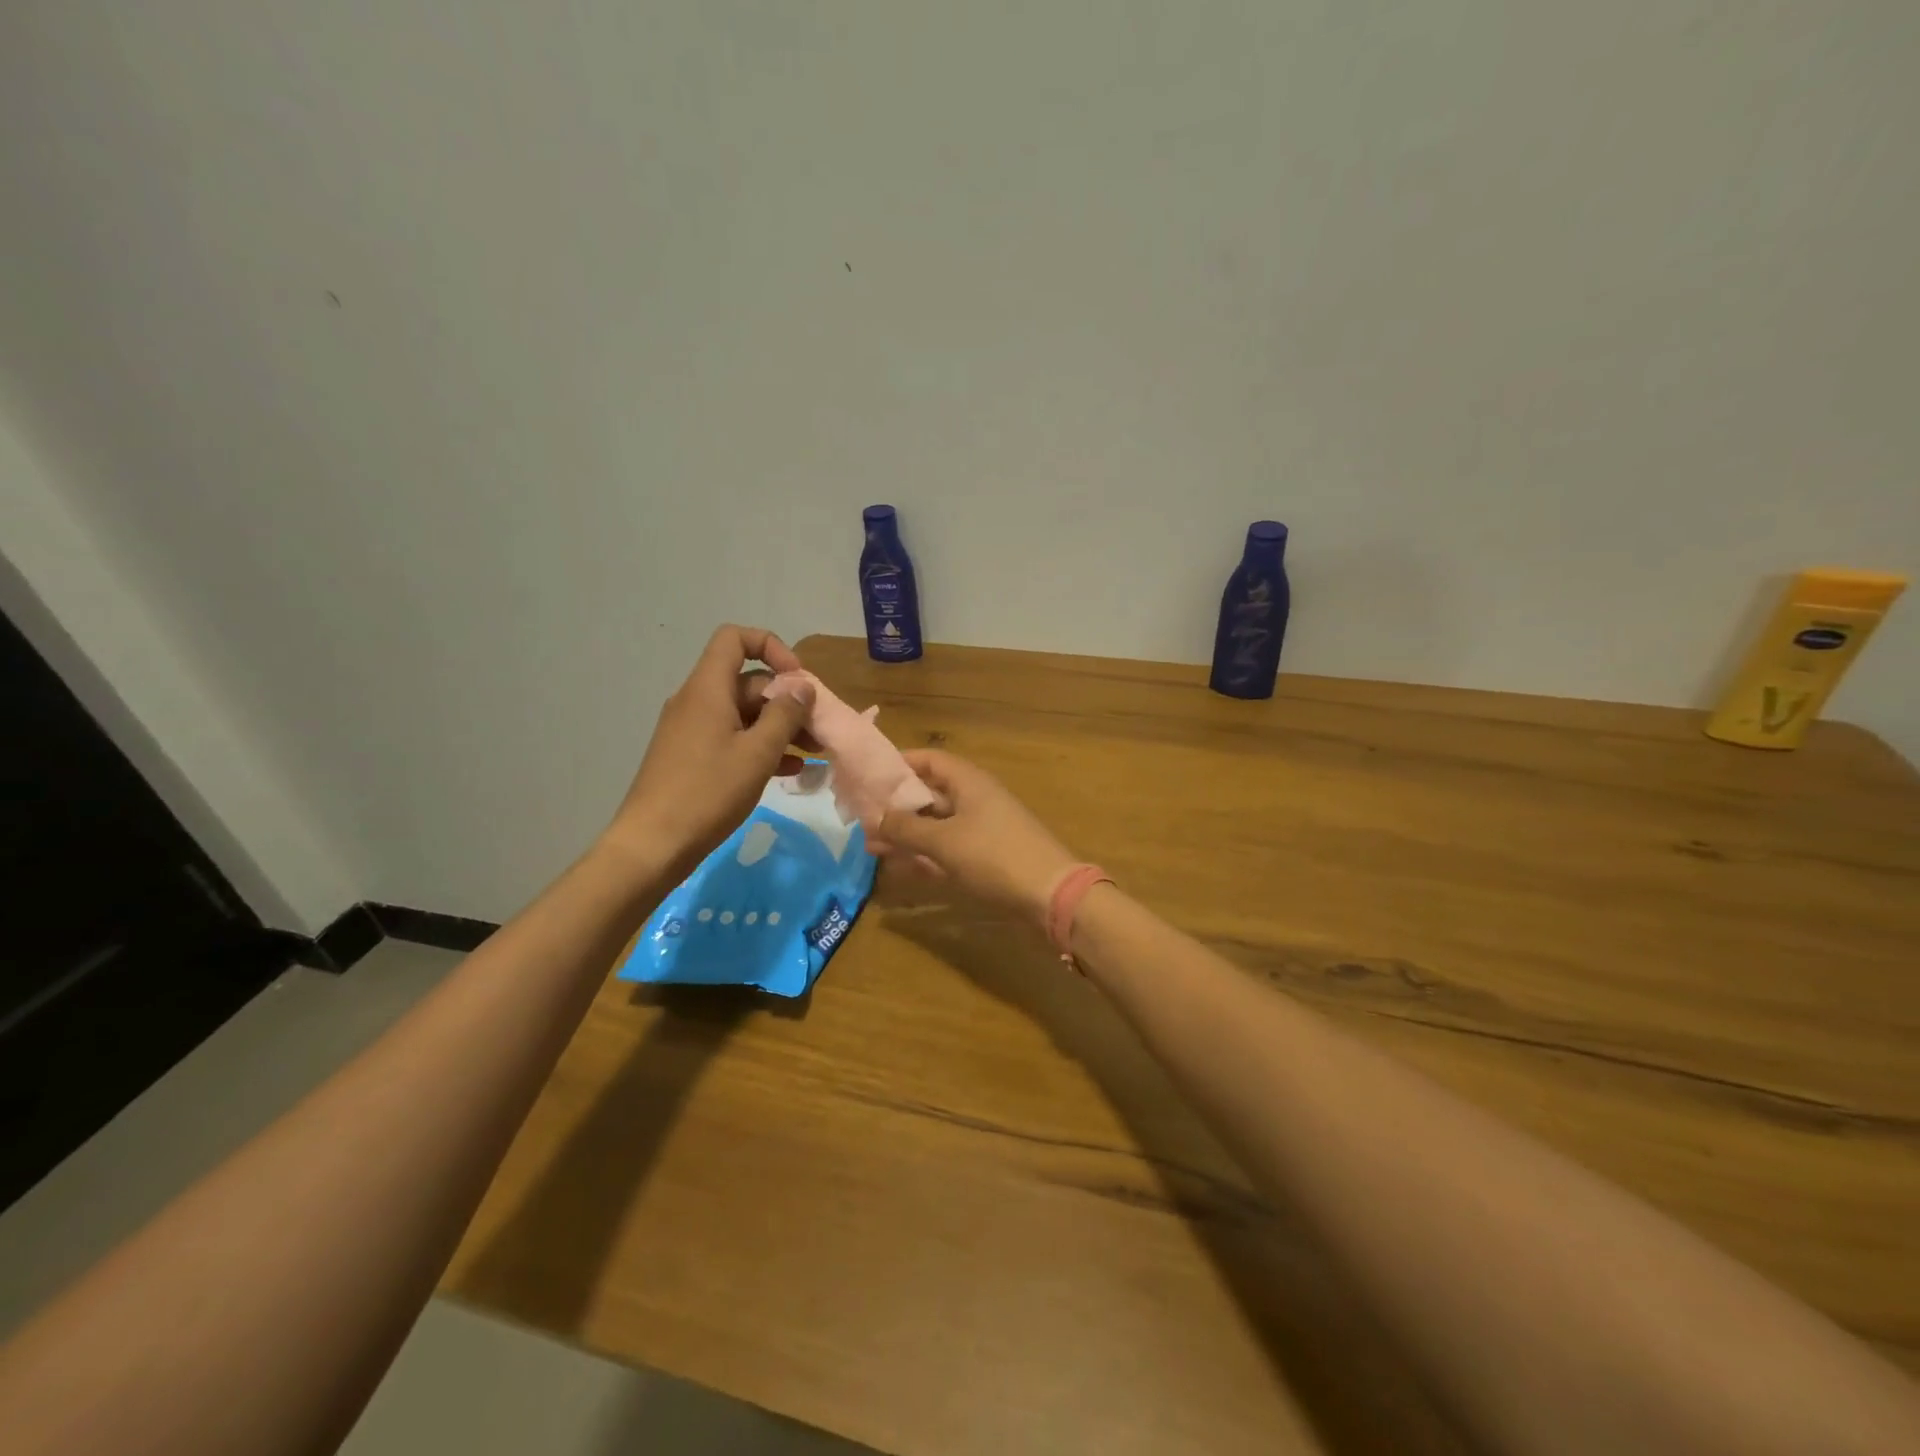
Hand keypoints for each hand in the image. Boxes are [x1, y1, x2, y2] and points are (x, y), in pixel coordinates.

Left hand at [605, 626, 816, 879]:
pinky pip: (732, 738)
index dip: (771, 648)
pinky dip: (761, 746)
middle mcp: (696, 701)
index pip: (735, 639)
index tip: (797, 680)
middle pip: (747, 681)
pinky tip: (790, 771)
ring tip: (814, 752)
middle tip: (819, 729)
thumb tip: (802, 687)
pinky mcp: (691, 757)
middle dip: (787, 700)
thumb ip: (785, 715)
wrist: (653, 845)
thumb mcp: (757, 753)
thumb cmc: (707, 792)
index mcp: (707, 689)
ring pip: (744, 714)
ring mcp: (692, 730)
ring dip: (780, 727)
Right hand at [870, 750, 1077, 923]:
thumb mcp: (944, 841)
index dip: (899, 764)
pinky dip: (926, 854)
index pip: (929, 760)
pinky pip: (948, 848)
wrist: (1050, 895)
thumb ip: (906, 828)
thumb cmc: (995, 856)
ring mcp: (982, 828)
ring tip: (873, 847)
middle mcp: (975, 799)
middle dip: (896, 807)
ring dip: (907, 834)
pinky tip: (901, 867)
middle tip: (862, 820)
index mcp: (969, 782)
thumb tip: (876, 817)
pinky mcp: (987, 856)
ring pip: (936, 824)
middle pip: (929, 794)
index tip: (868, 776)